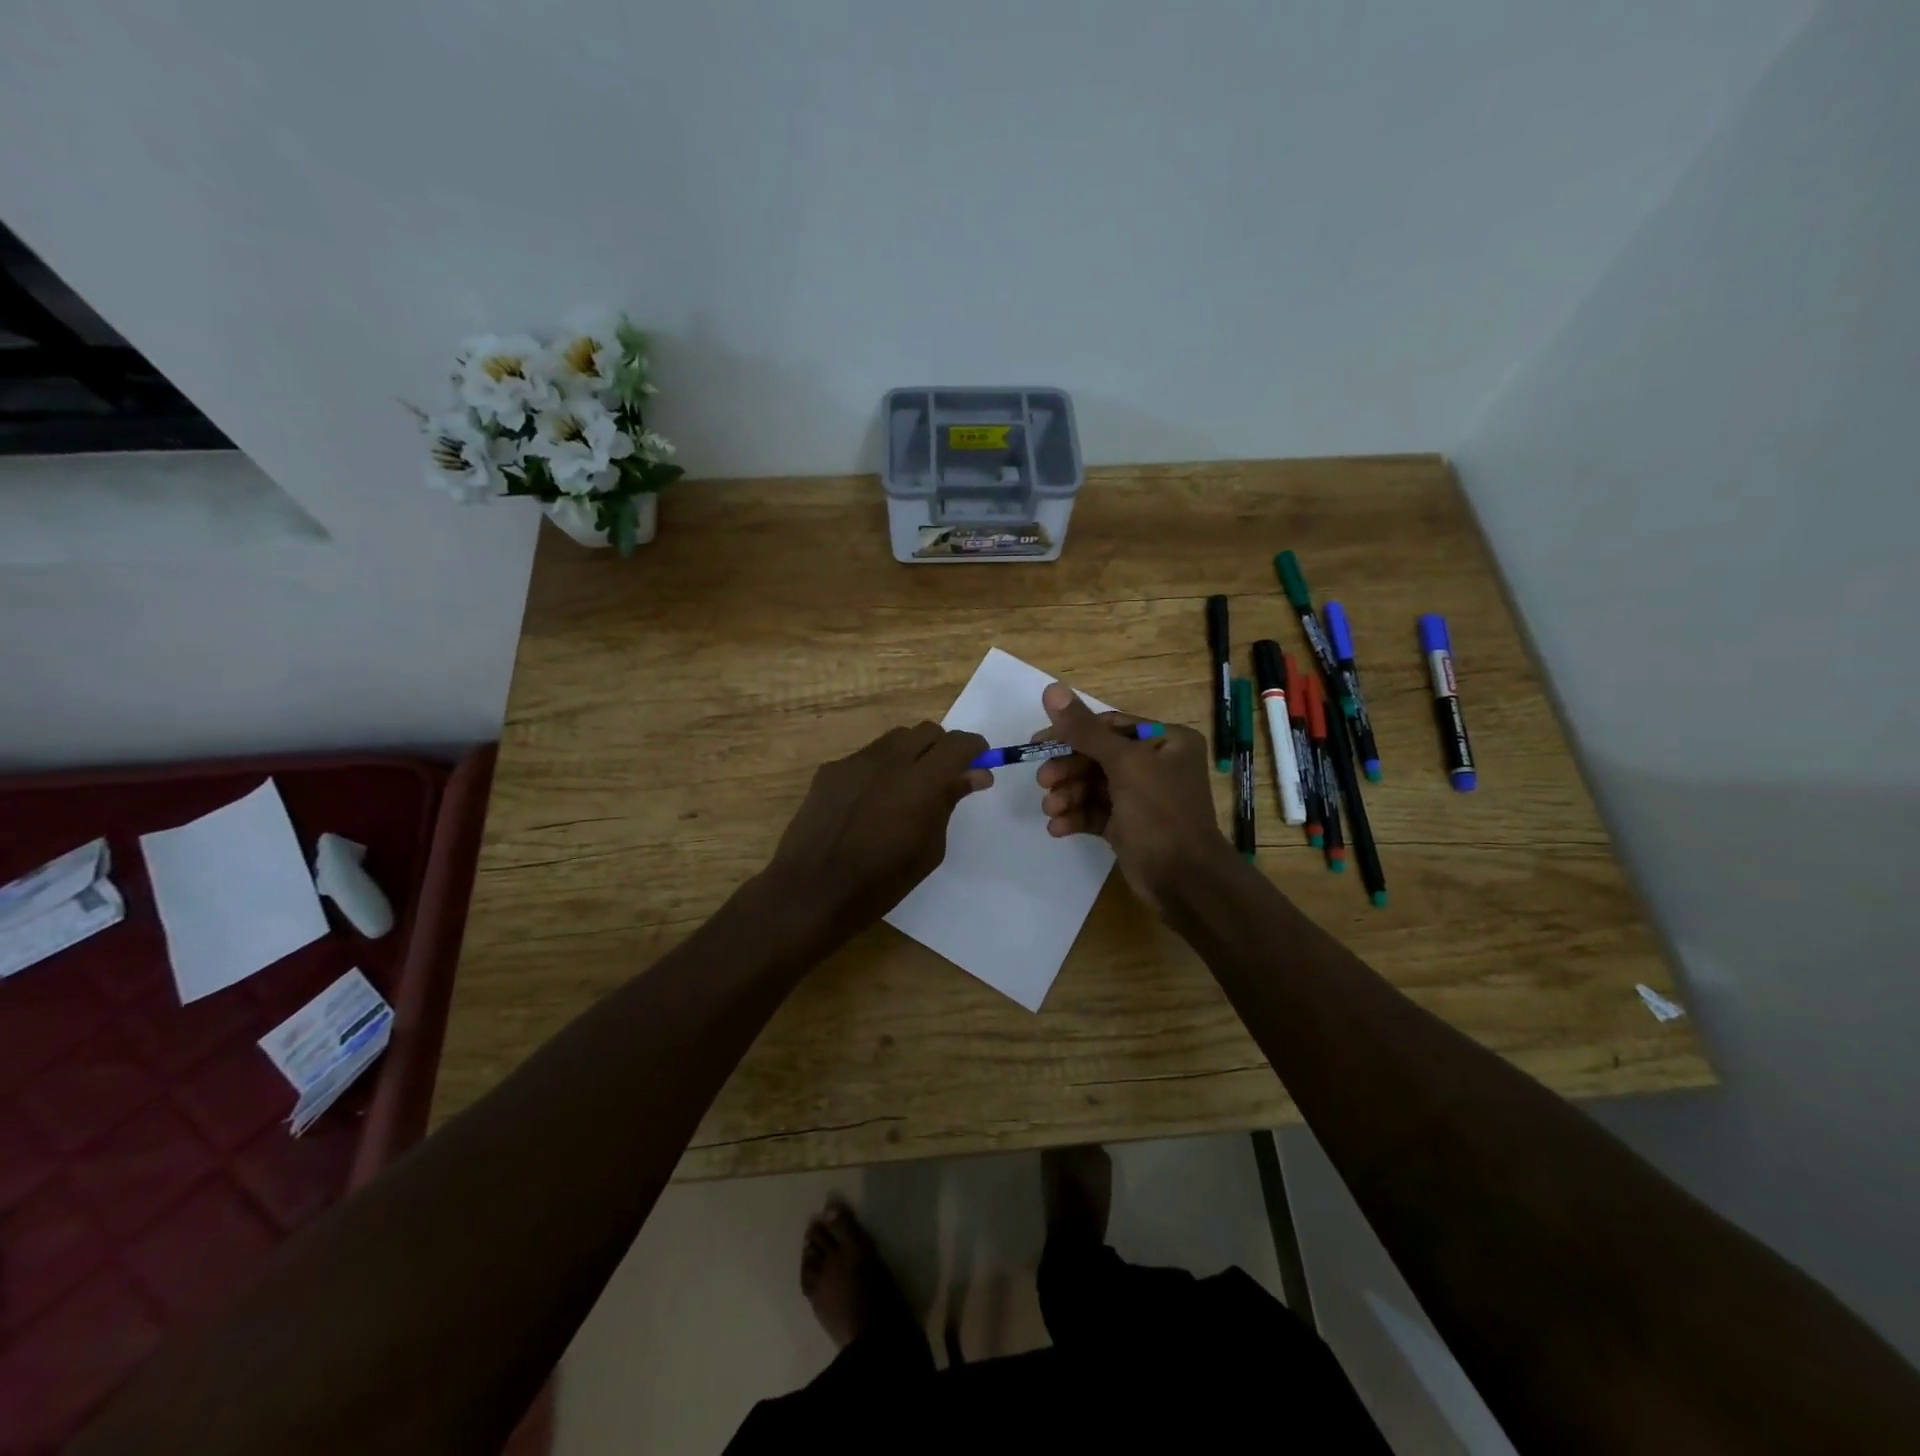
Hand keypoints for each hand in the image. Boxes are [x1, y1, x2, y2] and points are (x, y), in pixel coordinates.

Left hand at [764, 721, 990, 938]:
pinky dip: (880, 769)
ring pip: (895, 739)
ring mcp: (855, 761)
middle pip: (926, 731)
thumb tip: (975, 775)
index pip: (957, 744)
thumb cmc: (882, 881)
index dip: (974, 748)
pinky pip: (866, 757)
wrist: (812, 890)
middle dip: (942, 747)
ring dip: (911, 753)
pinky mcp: (830, 770)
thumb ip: (949, 802)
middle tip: (944, 777)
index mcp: (921, 782)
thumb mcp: (929, 848)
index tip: (980, 762)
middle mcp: (889, 760)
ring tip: (906, 788)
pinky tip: (871, 802)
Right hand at [1033, 683, 1229, 904]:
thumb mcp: (1124, 766)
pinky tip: (1058, 828)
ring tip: (1050, 810)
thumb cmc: (1161, 816)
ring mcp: (1141, 797)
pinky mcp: (1128, 826)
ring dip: (1068, 795)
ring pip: (1093, 786)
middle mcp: (1156, 764)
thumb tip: (1051, 689)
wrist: (1186, 883)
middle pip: (1097, 756)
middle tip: (1043, 782)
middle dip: (1068, 770)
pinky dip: (1075, 817)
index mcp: (1166, 741)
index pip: (1110, 726)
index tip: (1038, 742)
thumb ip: (1085, 730)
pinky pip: (1095, 812)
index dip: (1072, 733)